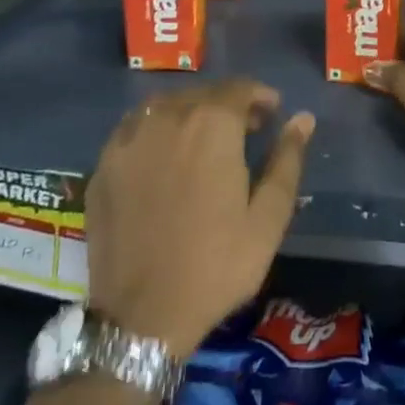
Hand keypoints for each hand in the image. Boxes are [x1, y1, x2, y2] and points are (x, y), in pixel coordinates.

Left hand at [86, 79, 314, 357]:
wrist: (142, 316)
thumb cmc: (217, 265)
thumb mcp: (268, 217)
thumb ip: (287, 160)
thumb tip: (303, 118)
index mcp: (211, 126)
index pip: (239, 88)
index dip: (260, 96)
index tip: (272, 115)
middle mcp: (166, 119)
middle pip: (202, 94)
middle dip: (227, 104)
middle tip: (244, 131)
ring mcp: (127, 141)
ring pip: (164, 105)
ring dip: (189, 112)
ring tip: (202, 141)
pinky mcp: (102, 167)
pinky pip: (133, 129)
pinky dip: (154, 130)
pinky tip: (163, 157)